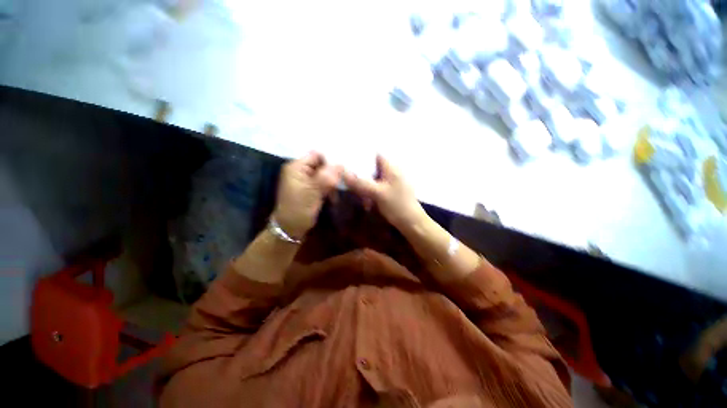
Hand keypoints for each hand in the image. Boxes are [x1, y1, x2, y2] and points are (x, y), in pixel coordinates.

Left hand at [274, 152, 341, 238]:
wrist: (290, 229)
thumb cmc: (299, 209)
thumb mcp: (313, 193)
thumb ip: (326, 177)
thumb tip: (341, 164)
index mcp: (296, 167)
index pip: (317, 155)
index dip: (330, 161)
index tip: (342, 171)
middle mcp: (299, 170)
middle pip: (321, 164)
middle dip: (332, 174)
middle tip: (342, 184)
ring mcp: (304, 180)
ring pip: (323, 175)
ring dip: (331, 184)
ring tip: (335, 196)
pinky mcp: (308, 189)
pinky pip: (322, 183)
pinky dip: (328, 189)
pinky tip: (332, 198)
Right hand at [343, 155, 426, 230]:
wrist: (412, 223)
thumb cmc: (397, 205)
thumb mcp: (377, 193)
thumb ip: (360, 183)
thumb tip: (343, 173)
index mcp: (392, 168)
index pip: (376, 155)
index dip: (363, 157)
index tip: (350, 163)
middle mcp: (392, 172)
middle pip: (373, 168)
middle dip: (361, 175)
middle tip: (350, 181)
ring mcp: (392, 183)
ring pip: (374, 180)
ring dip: (365, 186)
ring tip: (358, 195)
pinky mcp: (391, 193)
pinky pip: (377, 189)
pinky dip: (370, 193)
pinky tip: (366, 202)